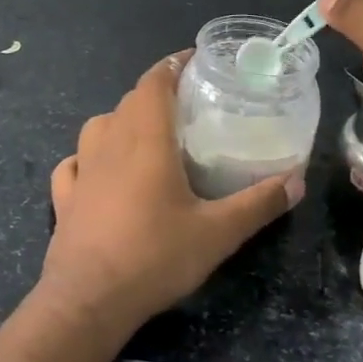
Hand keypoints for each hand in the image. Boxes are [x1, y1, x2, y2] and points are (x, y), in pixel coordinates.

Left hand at [42, 54, 302, 328]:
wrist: (88, 301)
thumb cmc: (155, 256)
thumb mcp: (218, 232)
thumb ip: (259, 203)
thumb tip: (297, 181)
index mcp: (147, 140)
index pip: (154, 82)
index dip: (172, 65)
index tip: (194, 60)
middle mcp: (110, 143)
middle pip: (130, 101)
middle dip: (156, 94)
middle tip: (186, 105)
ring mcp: (82, 170)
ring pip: (99, 126)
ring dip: (121, 121)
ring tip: (146, 135)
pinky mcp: (64, 198)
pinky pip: (74, 164)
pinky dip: (88, 158)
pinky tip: (98, 171)